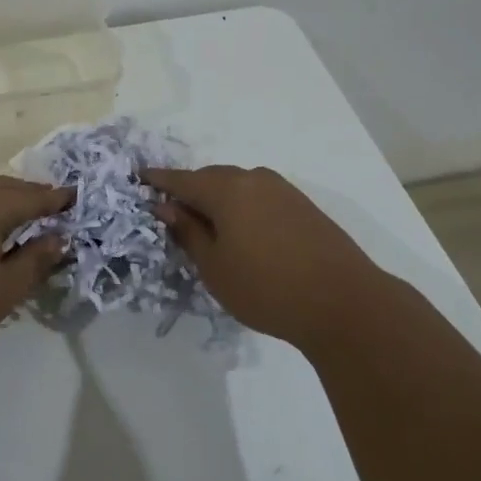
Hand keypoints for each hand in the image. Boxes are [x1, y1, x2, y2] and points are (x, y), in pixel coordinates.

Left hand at [0, 176, 70, 369]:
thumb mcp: (3, 291)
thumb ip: (34, 261)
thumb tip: (57, 239)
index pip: (30, 196)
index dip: (56, 199)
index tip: (76, 198)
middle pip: (1, 187)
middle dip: (28, 193)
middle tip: (50, 205)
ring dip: (1, 200)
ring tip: (18, 217)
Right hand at [144, 165, 384, 349]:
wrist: (343, 303)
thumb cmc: (266, 288)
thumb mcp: (214, 266)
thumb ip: (187, 232)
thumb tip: (165, 207)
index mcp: (226, 189)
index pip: (181, 179)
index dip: (157, 180)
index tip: (137, 178)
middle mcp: (253, 179)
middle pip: (210, 178)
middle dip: (188, 191)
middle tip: (170, 213)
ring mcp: (282, 190)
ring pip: (236, 186)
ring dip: (216, 200)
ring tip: (205, 226)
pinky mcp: (302, 205)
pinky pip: (258, 196)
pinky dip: (241, 207)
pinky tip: (240, 231)